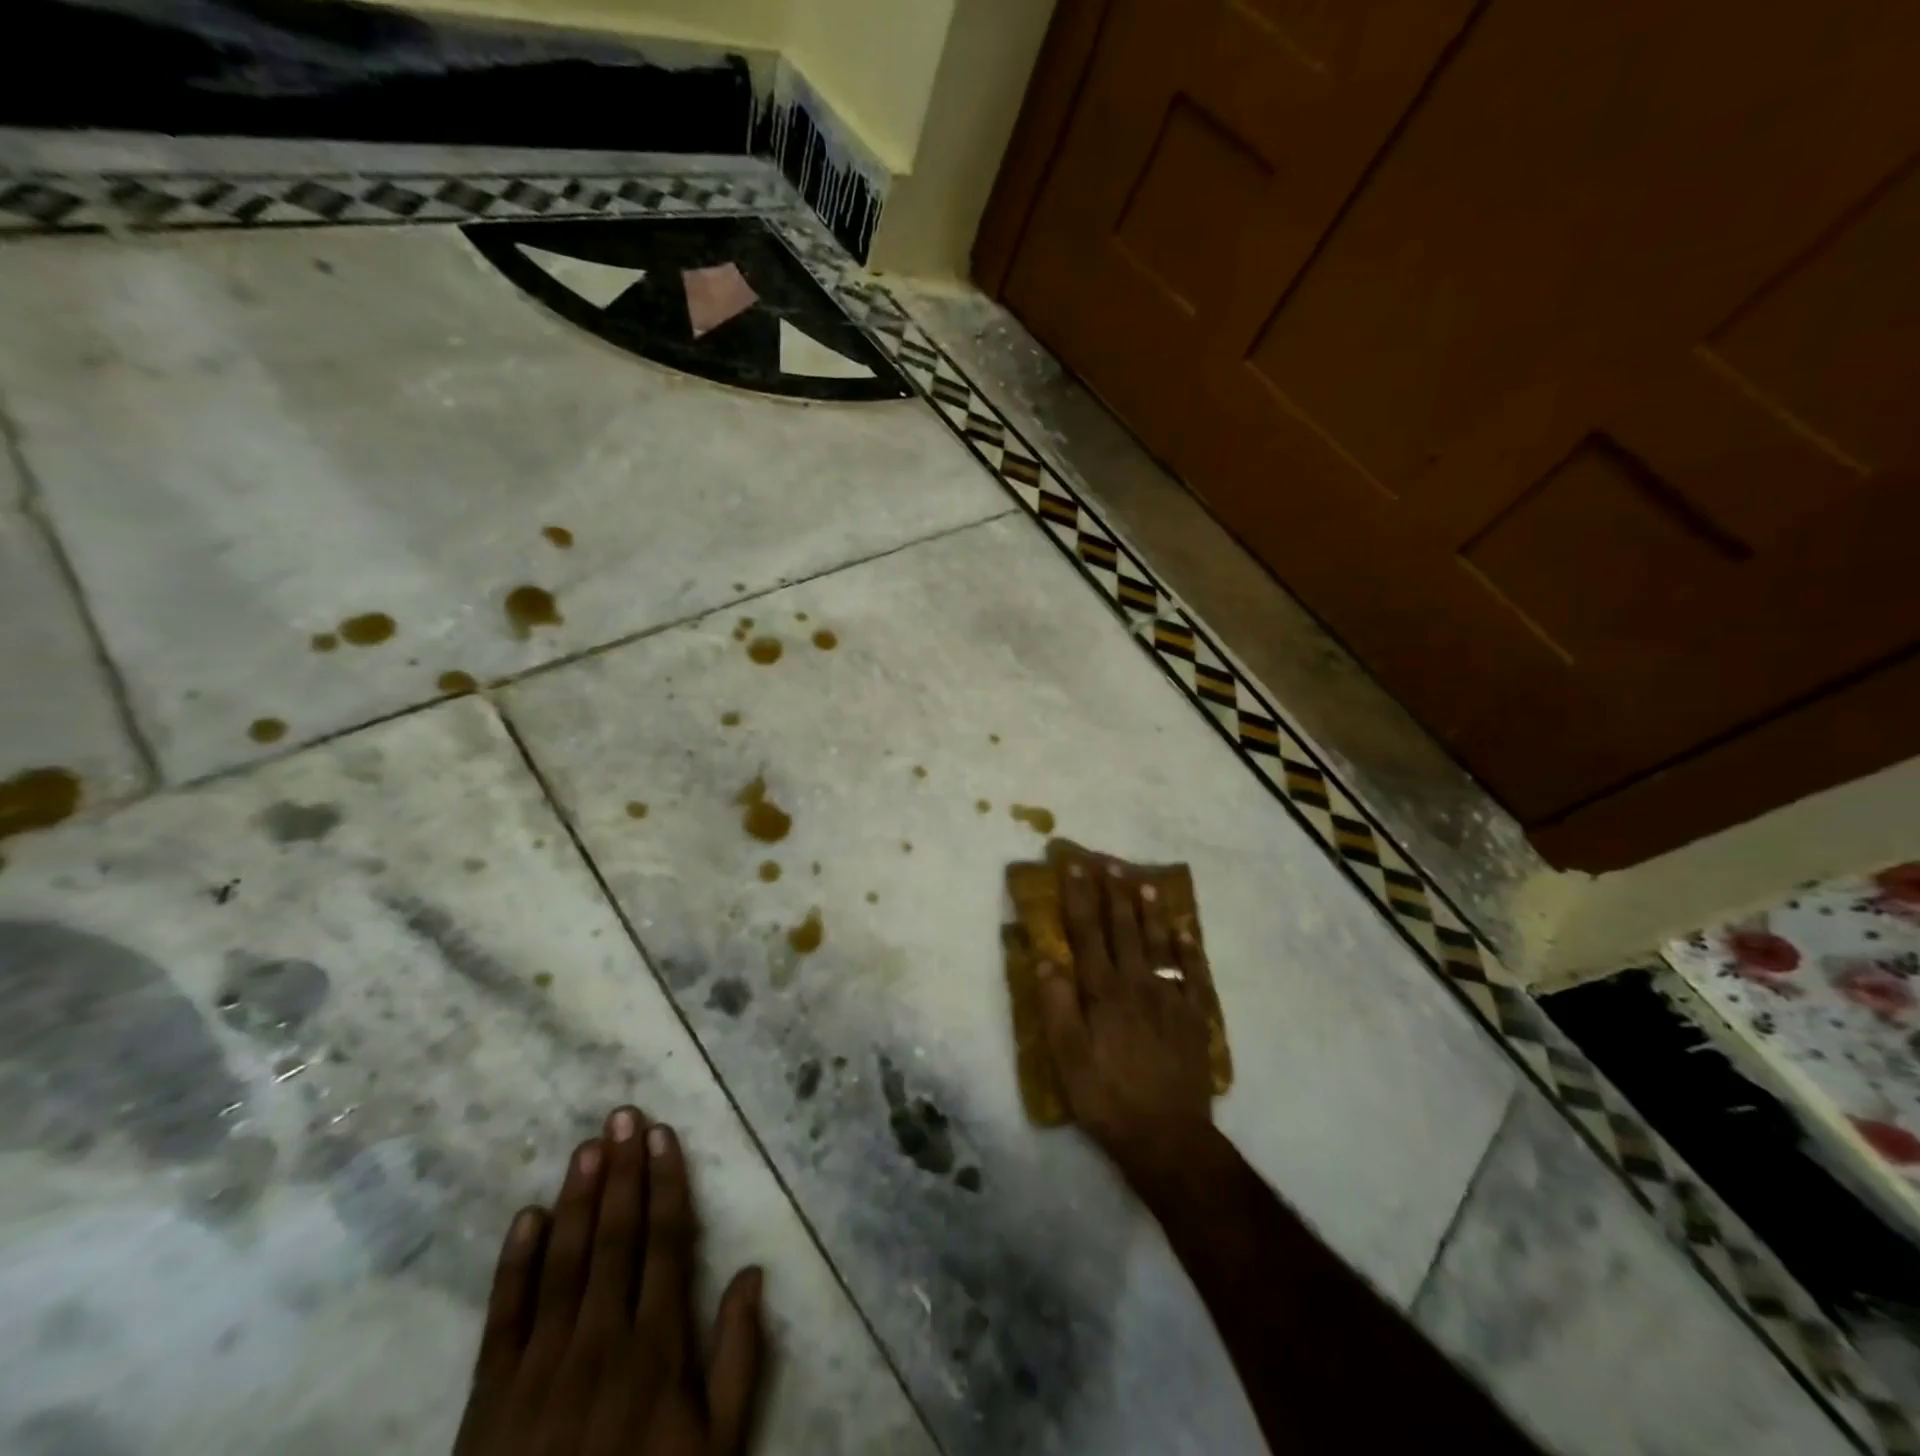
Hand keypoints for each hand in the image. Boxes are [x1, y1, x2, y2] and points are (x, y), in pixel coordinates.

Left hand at [453, 1107, 763, 1455]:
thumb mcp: (716, 1450)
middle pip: (616, 1238)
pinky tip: (527, 1216)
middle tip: (624, 1115)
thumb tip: (755, 1273)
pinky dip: (515, 1263)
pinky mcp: (490, 1395)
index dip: (667, 1185)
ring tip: (587, 1146)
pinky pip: (505, 1316)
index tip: (663, 1136)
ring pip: (565, 1261)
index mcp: (657, 1349)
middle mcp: (601, 1340)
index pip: (667, 1243)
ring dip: (578, 1199)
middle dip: (623, 1172)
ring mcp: (542, 1364)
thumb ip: (739, 1360)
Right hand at [1037, 854, 1213, 1182]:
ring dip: (1150, 911)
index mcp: (1102, 992)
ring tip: (1145, 883)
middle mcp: (1136, 984)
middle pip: (1124, 929)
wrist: (1167, 1137)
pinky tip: (1185, 930)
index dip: (1080, 898)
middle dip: (1115, 893)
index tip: (1075, 867)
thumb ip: (1056, 1006)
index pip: (1087, 933)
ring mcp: (1169, 998)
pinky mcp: (1193, 1017)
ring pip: (1159, 943)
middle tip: (1111, 863)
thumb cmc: (1107, 1098)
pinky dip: (1188, 948)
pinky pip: (1192, 973)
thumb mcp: (1066, 1059)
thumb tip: (1046, 958)